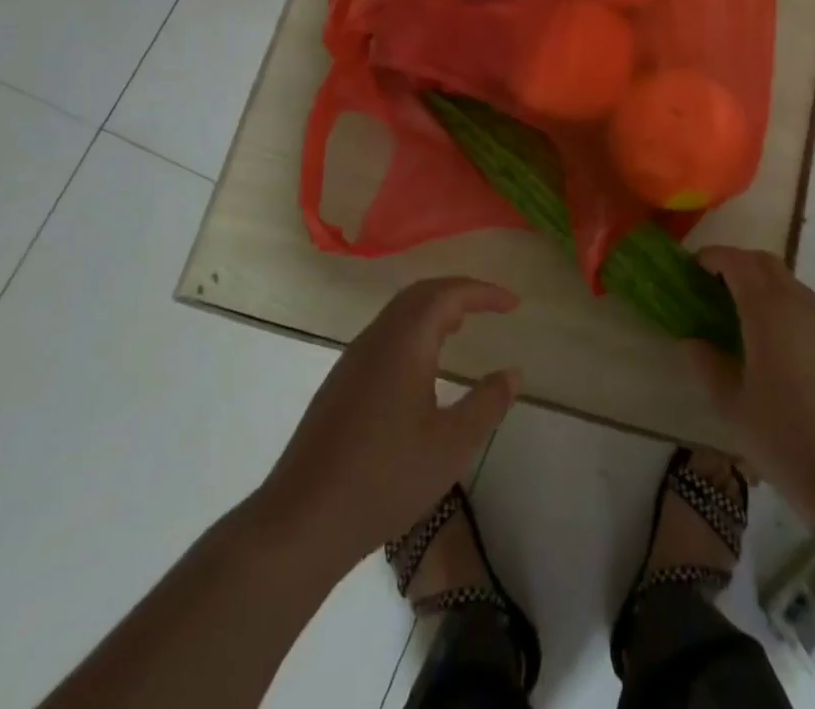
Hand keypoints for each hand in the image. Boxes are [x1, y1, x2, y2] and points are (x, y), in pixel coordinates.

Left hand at [254, 278, 520, 571]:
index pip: (449, 294)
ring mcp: (352, 360)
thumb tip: (512, 373)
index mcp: (405, 341)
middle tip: (489, 306)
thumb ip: (487, 403)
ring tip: (460, 327)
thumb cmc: (385, 478)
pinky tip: (422, 365)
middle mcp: (376, 338)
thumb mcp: (452, 445)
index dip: (483, 293)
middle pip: (421, 293)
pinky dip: (413, 331)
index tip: (513, 304)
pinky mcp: (339, 385)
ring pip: (398, 314)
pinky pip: (384, 335)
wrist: (302, 521)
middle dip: (458, 292)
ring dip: (433, 310)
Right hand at [683, 247, 814, 518]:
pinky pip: (811, 310)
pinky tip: (781, 347)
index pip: (736, 262)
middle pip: (766, 263)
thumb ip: (706, 364)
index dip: (713, 257)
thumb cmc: (784, 438)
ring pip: (792, 284)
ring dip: (765, 285)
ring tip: (745, 316)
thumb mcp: (731, 404)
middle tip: (715, 285)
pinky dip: (788, 309)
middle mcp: (800, 304)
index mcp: (767, 310)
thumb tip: (693, 341)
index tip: (694, 268)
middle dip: (738, 263)